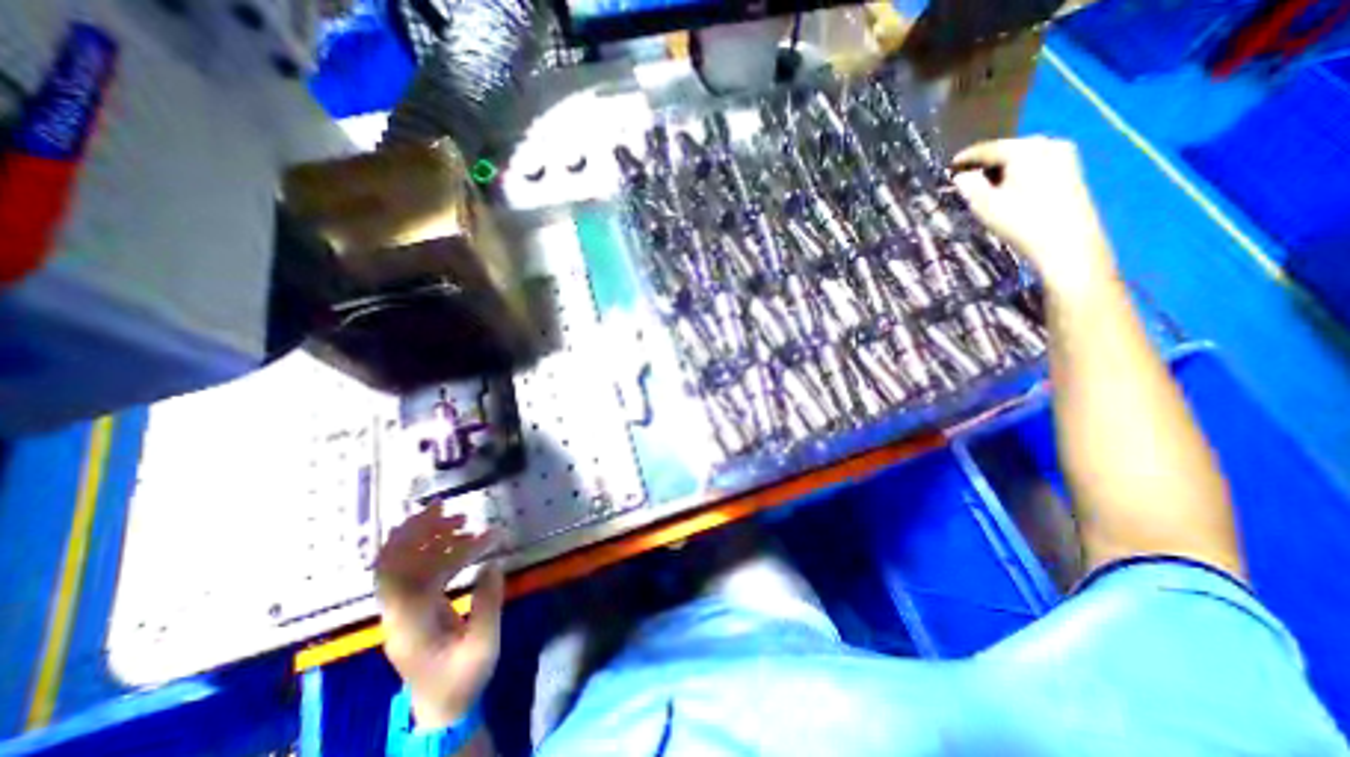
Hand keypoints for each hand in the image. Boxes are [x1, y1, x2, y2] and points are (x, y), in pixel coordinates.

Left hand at [376, 502, 502, 726]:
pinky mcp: (414, 608)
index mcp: (410, 624)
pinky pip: (418, 571)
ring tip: (462, 519)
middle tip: (448, 508)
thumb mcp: (484, 645)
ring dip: (427, 538)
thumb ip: (488, 603)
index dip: (417, 543)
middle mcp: (398, 614)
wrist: (443, 708)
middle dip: (415, 532)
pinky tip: (460, 540)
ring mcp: (403, 611)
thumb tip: (493, 563)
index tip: (447, 518)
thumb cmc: (463, 679)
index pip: (401, 577)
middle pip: (390, 566)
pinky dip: (435, 551)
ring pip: (402, 566)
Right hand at [949, 135, 1118, 296]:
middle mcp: (1048, 144)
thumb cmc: (1021, 222)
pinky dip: (1019, 172)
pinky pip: (1037, 163)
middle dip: (987, 161)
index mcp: (1025, 150)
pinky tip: (1008, 187)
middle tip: (967, 175)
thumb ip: (970, 186)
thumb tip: (961, 176)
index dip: (967, 156)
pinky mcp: (1072, 170)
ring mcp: (1064, 155)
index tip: (950, 165)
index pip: (989, 148)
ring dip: (1003, 167)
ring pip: (1024, 156)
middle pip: (1009, 149)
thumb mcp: (986, 206)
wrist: (1066, 242)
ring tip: (985, 182)